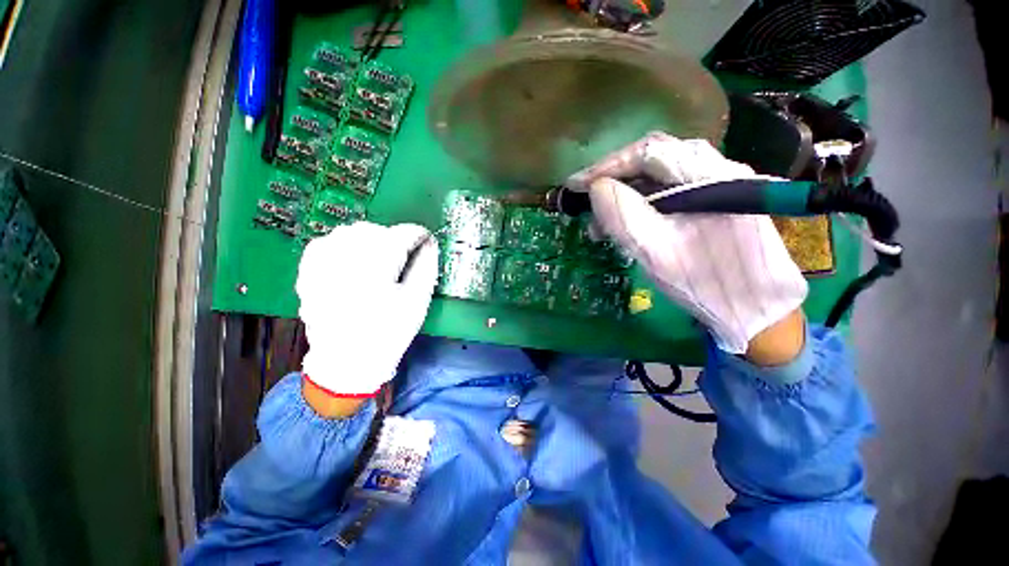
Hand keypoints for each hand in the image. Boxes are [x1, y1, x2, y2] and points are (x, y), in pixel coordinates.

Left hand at [296, 222, 438, 397]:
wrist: (347, 362)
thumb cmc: (389, 333)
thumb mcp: (417, 302)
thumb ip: (426, 268)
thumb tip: (429, 243)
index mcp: (376, 272)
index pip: (399, 236)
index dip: (416, 234)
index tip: (425, 239)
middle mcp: (345, 263)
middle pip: (373, 230)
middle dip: (393, 237)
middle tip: (403, 254)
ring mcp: (322, 267)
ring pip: (348, 233)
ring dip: (369, 239)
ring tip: (379, 256)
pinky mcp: (309, 273)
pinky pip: (325, 243)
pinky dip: (342, 243)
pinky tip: (351, 257)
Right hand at [570, 132, 807, 356]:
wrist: (756, 310)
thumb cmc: (706, 283)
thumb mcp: (657, 252)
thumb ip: (624, 216)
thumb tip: (596, 188)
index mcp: (710, 175)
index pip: (648, 153)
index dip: (606, 166)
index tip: (574, 185)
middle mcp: (717, 169)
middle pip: (653, 159)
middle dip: (613, 179)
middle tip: (585, 202)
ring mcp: (718, 184)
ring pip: (659, 176)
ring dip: (624, 193)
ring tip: (601, 222)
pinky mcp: (713, 201)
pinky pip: (668, 191)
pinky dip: (640, 203)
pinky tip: (626, 223)